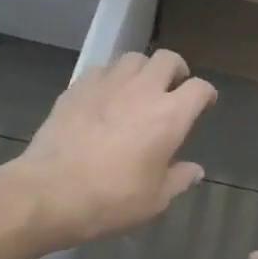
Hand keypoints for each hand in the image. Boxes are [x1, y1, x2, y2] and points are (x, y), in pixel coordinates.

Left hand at [2, 49, 216, 248]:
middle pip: (167, 59)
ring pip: (133, 59)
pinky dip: (111, 78)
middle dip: (176, 70)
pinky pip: (102, 70)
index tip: (205, 103)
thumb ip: (178, 179)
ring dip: (143, 70)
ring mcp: (107, 84)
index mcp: (170, 116)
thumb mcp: (155, 199)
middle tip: (173, 88)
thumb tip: (195, 170)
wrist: (52, 191)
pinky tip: (106, 97)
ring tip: (139, 88)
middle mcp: (142, 90)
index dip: (206, 94)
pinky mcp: (77, 87)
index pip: (199, 89)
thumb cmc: (112, 199)